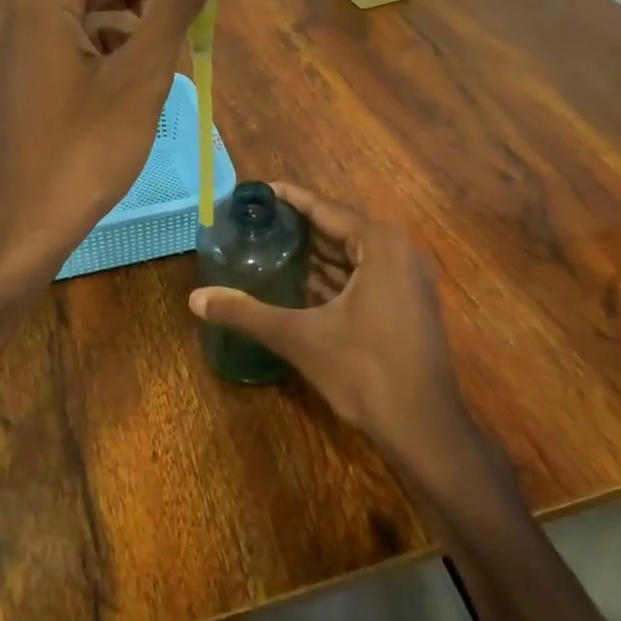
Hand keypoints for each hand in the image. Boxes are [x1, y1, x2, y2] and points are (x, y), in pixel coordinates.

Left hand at [0, 0, 227, 284]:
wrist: (28, 222)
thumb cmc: (85, 149)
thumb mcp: (141, 72)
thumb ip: (175, 1)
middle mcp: (30, 5)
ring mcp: (30, 39)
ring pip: (98, 3)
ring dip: (146, 6)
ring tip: (196, 21)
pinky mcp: (38, 68)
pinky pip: (87, 33)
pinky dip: (124, 35)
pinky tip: (157, 57)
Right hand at [189, 184, 480, 468]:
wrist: (425, 429)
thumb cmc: (365, 371)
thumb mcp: (300, 337)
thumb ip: (246, 313)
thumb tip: (194, 299)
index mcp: (380, 244)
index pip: (324, 208)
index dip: (288, 198)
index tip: (255, 191)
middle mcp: (399, 251)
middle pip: (338, 228)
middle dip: (297, 227)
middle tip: (254, 222)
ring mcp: (408, 279)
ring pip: (351, 255)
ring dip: (314, 254)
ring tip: (269, 247)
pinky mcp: (408, 304)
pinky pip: (364, 276)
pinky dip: (333, 277)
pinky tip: (298, 284)